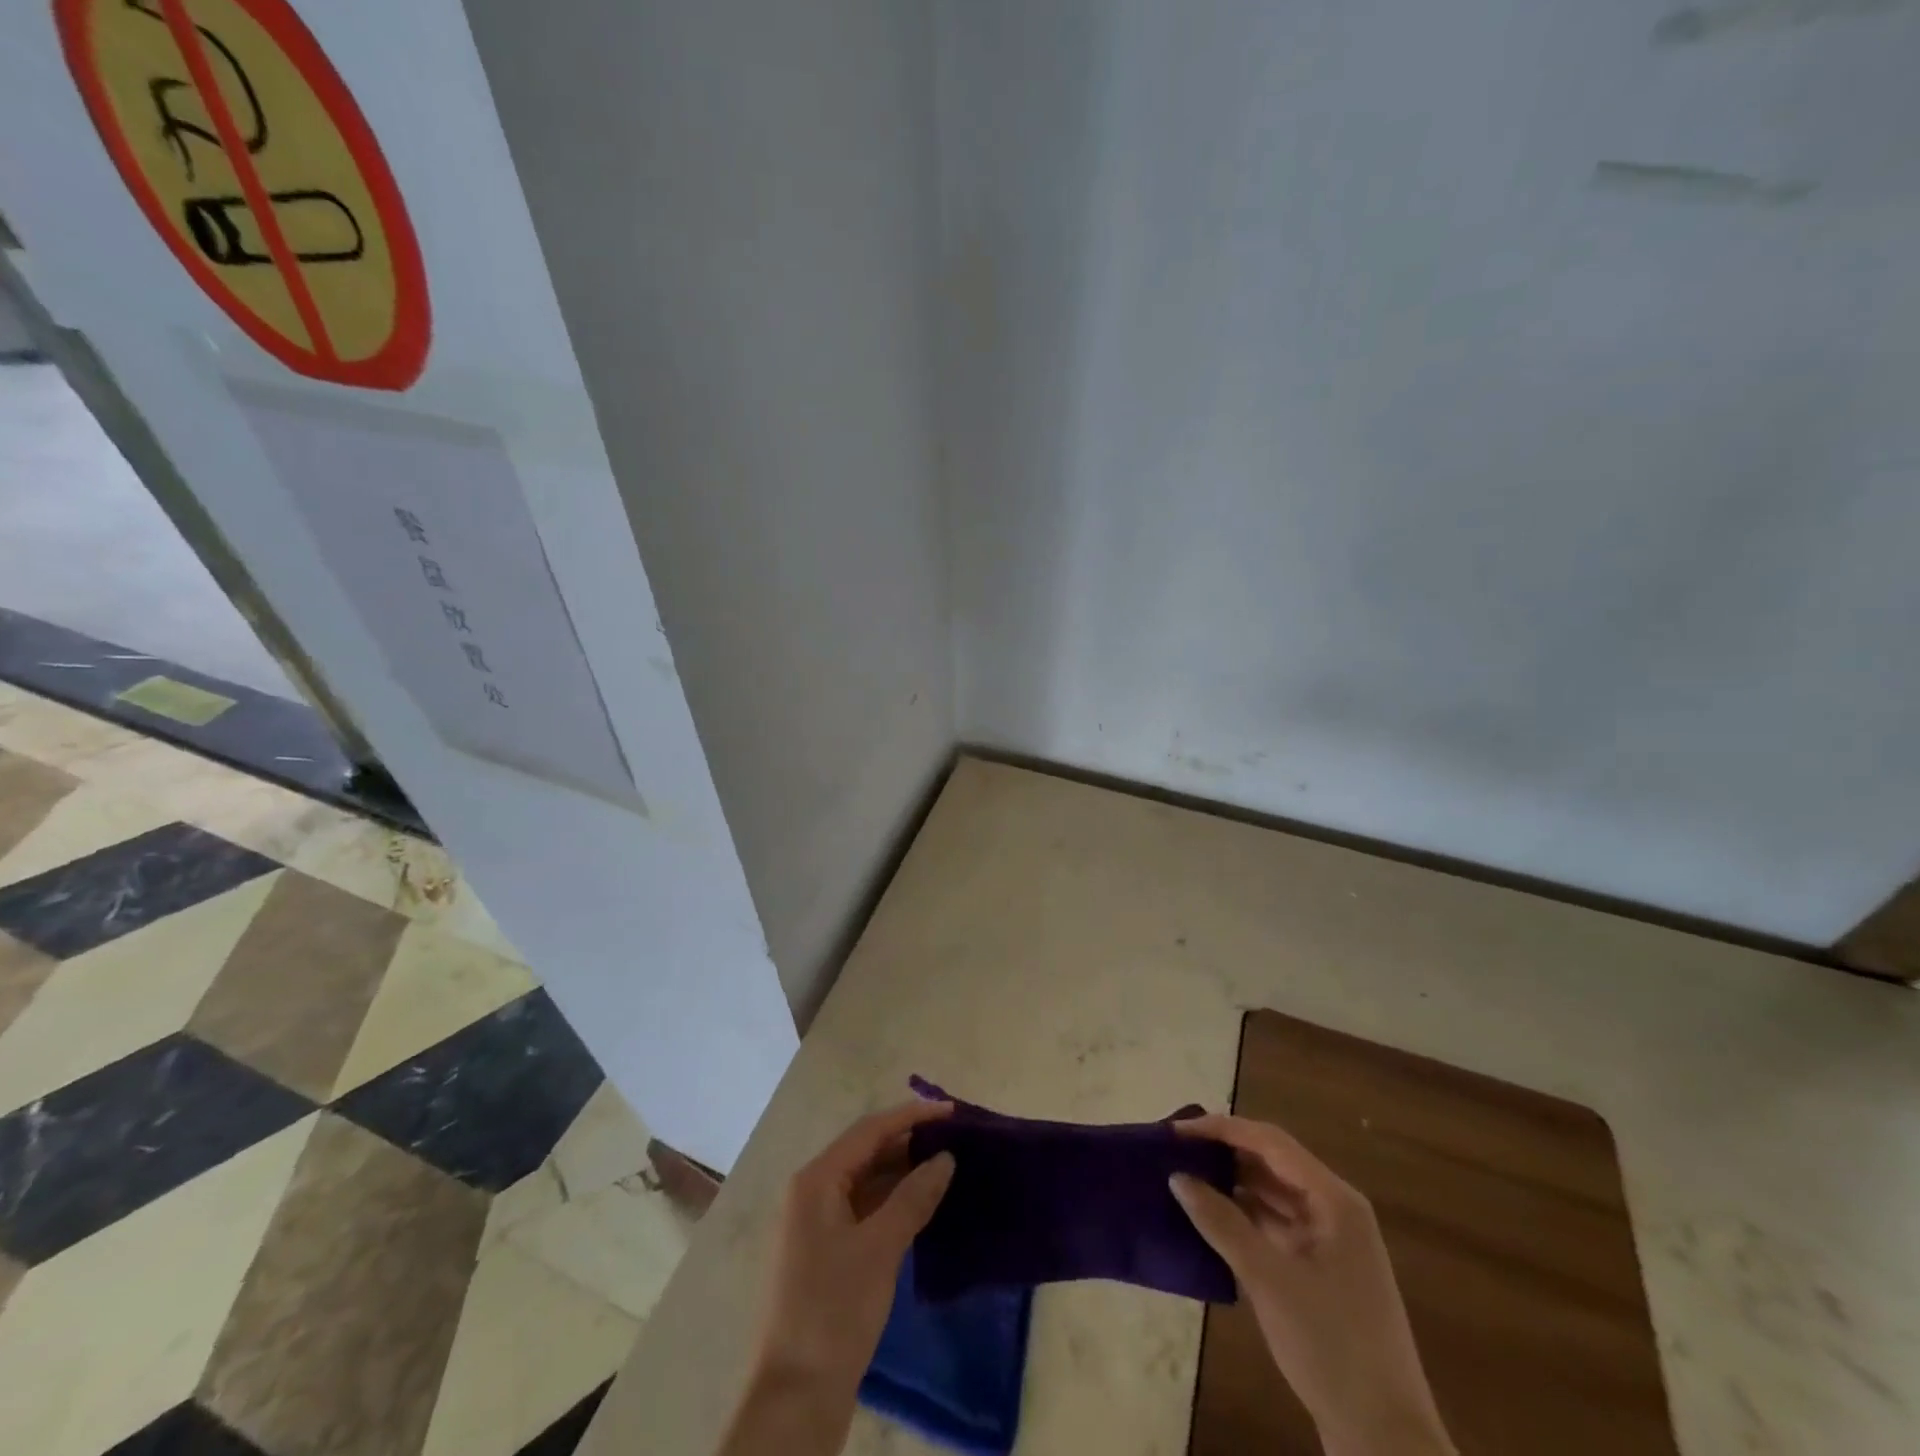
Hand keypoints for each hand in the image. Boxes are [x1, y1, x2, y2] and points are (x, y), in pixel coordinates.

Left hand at [720, 1101, 956, 1455]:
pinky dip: (892, 1199)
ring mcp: (816, 1222)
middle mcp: (812, 1191)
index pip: (869, 1130)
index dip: (911, 1116)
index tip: (952, 1111)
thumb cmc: (835, 1310)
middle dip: (908, 1140)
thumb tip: (945, 1158)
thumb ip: (914, 1196)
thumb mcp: (880, 1248)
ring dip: (902, 1170)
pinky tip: (921, 1203)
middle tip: (954, 1138)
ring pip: (865, 1180)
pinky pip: (863, 1207)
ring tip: (946, 1164)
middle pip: (865, 1151)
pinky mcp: (826, 1251)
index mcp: (816, 1180)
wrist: (796, 1396)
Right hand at [1170, 1114, 1454, 1455]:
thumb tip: (1177, 1177)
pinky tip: (1210, 1220)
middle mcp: (1335, 1209)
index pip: (1269, 1141)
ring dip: (1231, 1184)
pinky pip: (1275, 1224)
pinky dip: (1243, 1216)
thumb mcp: (1268, 1280)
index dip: (1220, 1129)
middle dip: (1224, 1153)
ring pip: (1272, 1193)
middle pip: (1271, 1162)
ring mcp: (1330, 1241)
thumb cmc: (1332, 1348)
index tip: (1176, 1132)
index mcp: (1334, 1199)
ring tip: (1184, 1179)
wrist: (1386, 1441)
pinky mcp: (1321, 1270)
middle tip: (1174, 1152)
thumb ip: (1221, 1222)